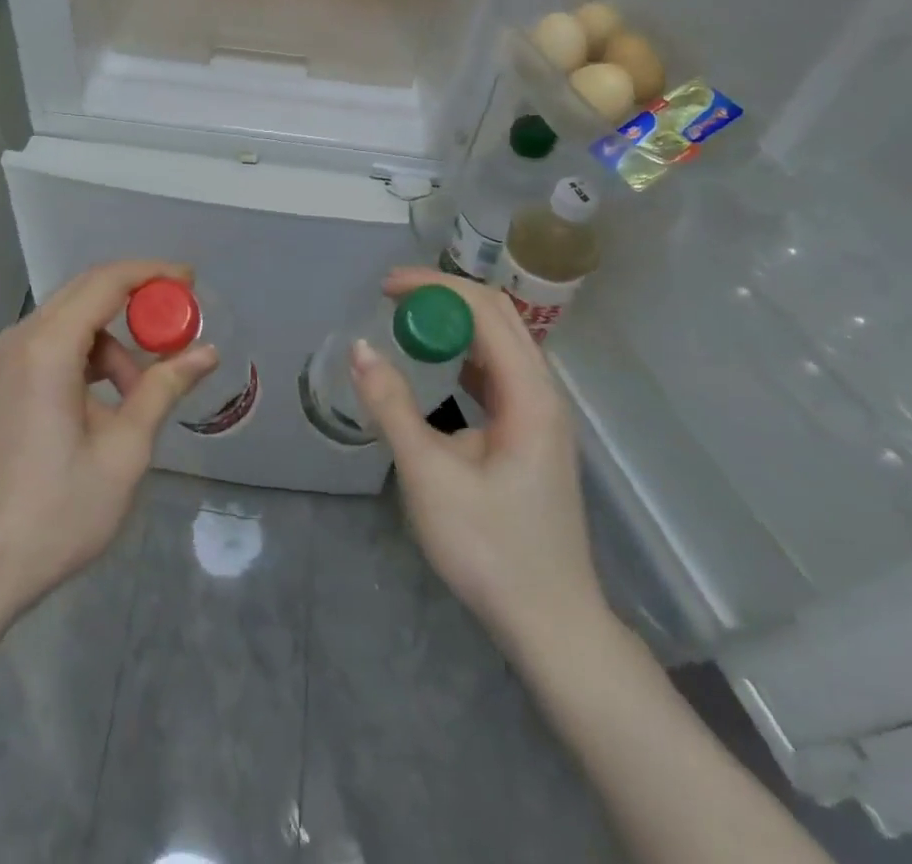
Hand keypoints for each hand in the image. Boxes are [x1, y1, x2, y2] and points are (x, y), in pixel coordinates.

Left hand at [0, 260, 218, 618]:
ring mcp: (4, 360)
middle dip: (137, 301)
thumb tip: (206, 351)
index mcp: (47, 348)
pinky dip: (87, 358)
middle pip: (85, 292)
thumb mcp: (124, 450)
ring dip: (113, 342)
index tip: (191, 281)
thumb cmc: (57, 511)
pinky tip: (106, 402)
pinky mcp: (0, 382)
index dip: (152, 274)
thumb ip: (163, 389)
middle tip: (180, 322)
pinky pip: (52, 346)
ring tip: (140, 394)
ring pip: (70, 322)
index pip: (106, 283)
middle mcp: (19, 339)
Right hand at [350, 267, 605, 647]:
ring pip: (501, 342)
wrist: (551, 624)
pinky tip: (435, 365)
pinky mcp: (532, 434)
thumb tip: (359, 348)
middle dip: (444, 295)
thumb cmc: (490, 548)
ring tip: (407, 321)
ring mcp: (542, 414)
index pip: (485, 309)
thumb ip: (392, 406)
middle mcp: (543, 393)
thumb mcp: (429, 475)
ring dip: (455, 322)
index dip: (435, 286)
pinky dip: (463, 353)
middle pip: (499, 316)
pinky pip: (498, 372)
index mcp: (530, 395)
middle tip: (391, 296)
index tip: (384, 288)